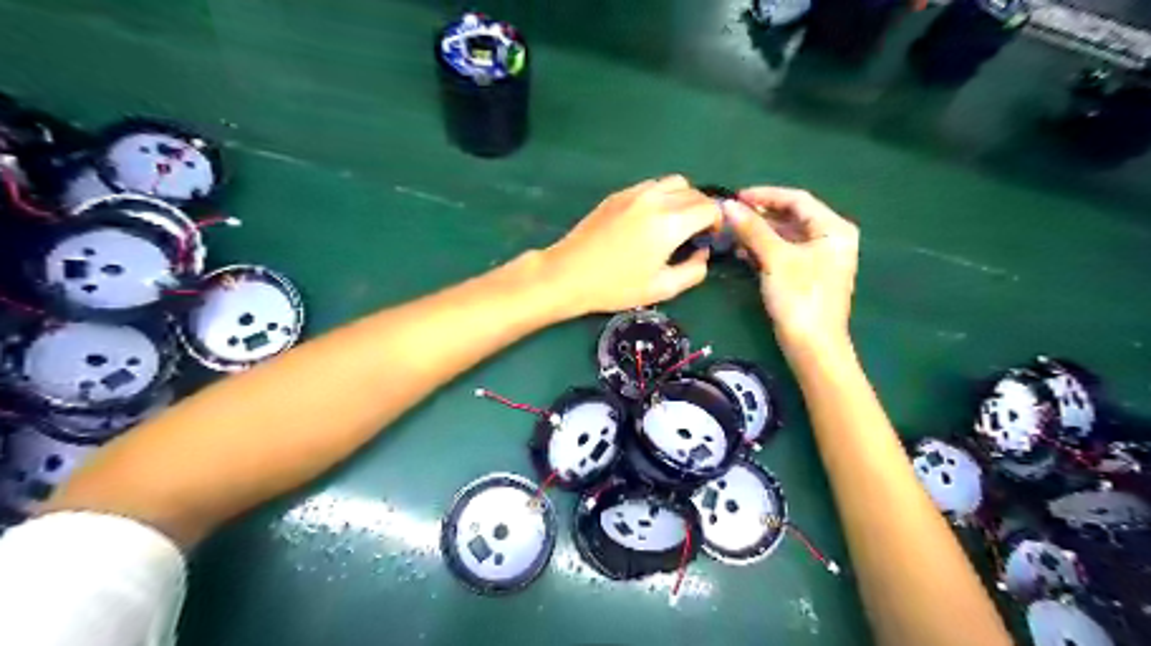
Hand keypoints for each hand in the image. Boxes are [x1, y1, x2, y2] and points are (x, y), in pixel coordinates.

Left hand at [542, 173, 715, 313]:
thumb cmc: (616, 287)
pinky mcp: (618, 194)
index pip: (709, 208)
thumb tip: (703, 253)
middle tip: (696, 233)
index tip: (710, 237)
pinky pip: (651, 186)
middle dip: (703, 210)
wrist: (569, 274)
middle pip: (694, 192)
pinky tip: (650, 219)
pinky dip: (661, 196)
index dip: (717, 222)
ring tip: (675, 222)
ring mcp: (634, 193)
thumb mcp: (662, 288)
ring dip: (683, 198)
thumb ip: (693, 271)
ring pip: (673, 182)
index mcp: (670, 223)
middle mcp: (655, 199)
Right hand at [726, 186, 852, 355]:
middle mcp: (830, 239)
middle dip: (759, 216)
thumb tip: (727, 205)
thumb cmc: (800, 297)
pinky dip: (764, 249)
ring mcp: (819, 258)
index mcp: (833, 229)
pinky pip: (783, 252)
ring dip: (759, 233)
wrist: (812, 346)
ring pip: (785, 235)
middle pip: (791, 217)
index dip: (765, 195)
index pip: (797, 199)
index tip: (735, 196)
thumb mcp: (775, 259)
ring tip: (731, 233)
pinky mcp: (807, 275)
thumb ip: (752, 229)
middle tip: (730, 215)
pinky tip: (742, 251)